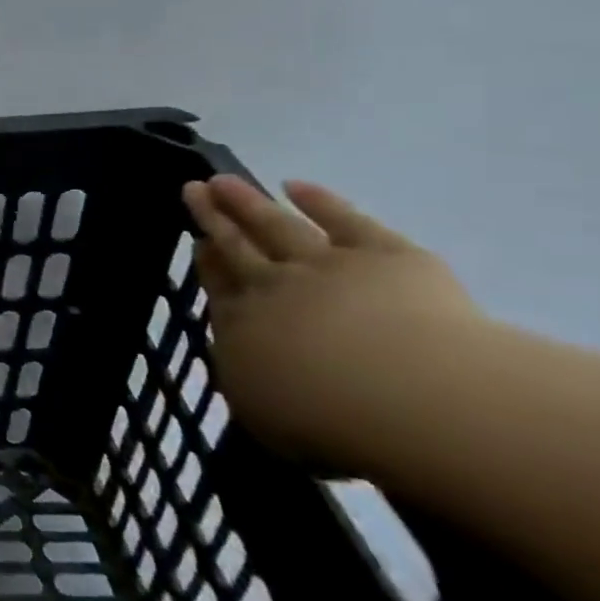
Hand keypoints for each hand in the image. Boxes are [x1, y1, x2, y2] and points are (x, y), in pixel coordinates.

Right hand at [183, 176, 487, 467]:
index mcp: (242, 326)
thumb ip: (252, 386)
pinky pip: (347, 221)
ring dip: (249, 202)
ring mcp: (327, 266)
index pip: (219, 286)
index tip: (196, 240)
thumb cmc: (328, 420)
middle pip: (238, 247)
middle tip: (193, 189)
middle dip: (214, 218)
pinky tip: (297, 186)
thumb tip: (247, 363)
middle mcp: (274, 288)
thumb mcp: (266, 419)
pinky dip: (321, 201)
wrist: (407, 396)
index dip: (206, 262)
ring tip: (223, 180)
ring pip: (277, 226)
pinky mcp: (385, 255)